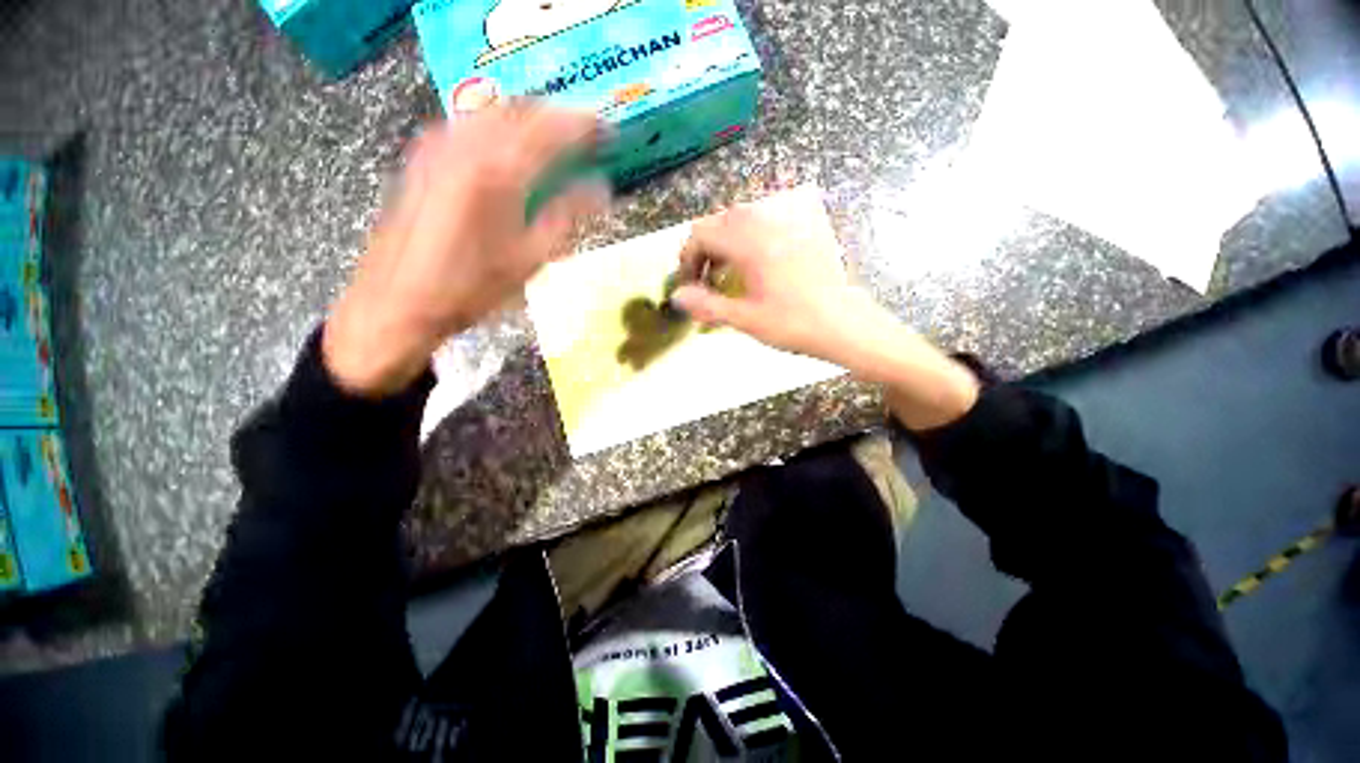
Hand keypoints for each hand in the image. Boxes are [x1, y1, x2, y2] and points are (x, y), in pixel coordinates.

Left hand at [323, 105, 609, 396]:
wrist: (398, 300)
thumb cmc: (471, 288)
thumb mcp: (529, 258)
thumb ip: (567, 215)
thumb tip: (601, 189)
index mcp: (499, 170)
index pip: (552, 128)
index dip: (585, 124)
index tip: (609, 131)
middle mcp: (466, 143)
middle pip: (522, 109)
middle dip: (559, 115)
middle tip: (587, 133)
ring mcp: (439, 145)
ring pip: (494, 111)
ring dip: (530, 117)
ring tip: (556, 137)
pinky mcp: (424, 156)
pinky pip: (471, 124)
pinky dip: (501, 126)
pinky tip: (511, 147)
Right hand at [670, 193, 978, 429]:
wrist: (846, 325)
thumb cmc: (794, 324)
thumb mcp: (745, 320)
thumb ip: (707, 306)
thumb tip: (677, 297)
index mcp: (749, 244)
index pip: (701, 234)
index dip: (687, 258)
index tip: (688, 284)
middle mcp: (766, 228)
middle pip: (719, 222)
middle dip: (704, 249)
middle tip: (705, 280)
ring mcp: (786, 229)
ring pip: (741, 222)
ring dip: (724, 244)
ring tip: (726, 276)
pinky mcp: (800, 237)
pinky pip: (763, 228)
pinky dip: (746, 243)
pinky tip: (752, 270)